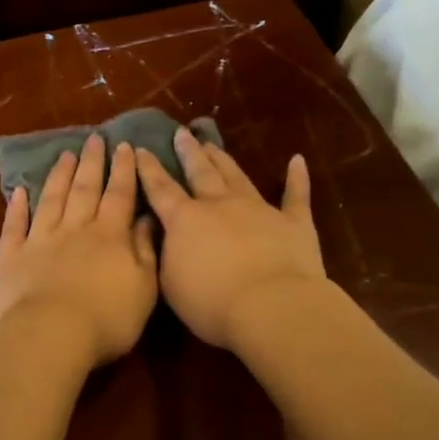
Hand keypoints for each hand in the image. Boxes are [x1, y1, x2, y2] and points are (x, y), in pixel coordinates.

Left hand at [0, 135, 159, 367]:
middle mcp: (75, 229)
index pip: (119, 195)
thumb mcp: (144, 289)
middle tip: (94, 139)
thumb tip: (147, 219)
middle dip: (91, 162)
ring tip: (65, 154)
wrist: (50, 335)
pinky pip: (14, 225)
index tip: (125, 146)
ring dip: (58, 175)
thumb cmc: (107, 319)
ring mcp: (39, 240)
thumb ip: (145, 251)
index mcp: (109, 236)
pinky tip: (18, 191)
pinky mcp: (10, 256)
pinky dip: (15, 207)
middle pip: (84, 189)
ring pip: (51, 199)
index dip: (123, 170)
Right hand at [134, 130, 326, 350]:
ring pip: (237, 176)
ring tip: (212, 144)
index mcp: (185, 220)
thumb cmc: (212, 302)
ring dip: (224, 160)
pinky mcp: (294, 223)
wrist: (271, 306)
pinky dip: (297, 178)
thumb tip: (166, 238)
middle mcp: (220, 205)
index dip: (149, 169)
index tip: (141, 148)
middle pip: (201, 172)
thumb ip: (166, 256)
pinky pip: (295, 196)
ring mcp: (259, 209)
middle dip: (189, 152)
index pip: (161, 189)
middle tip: (182, 133)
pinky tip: (297, 161)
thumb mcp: (171, 284)